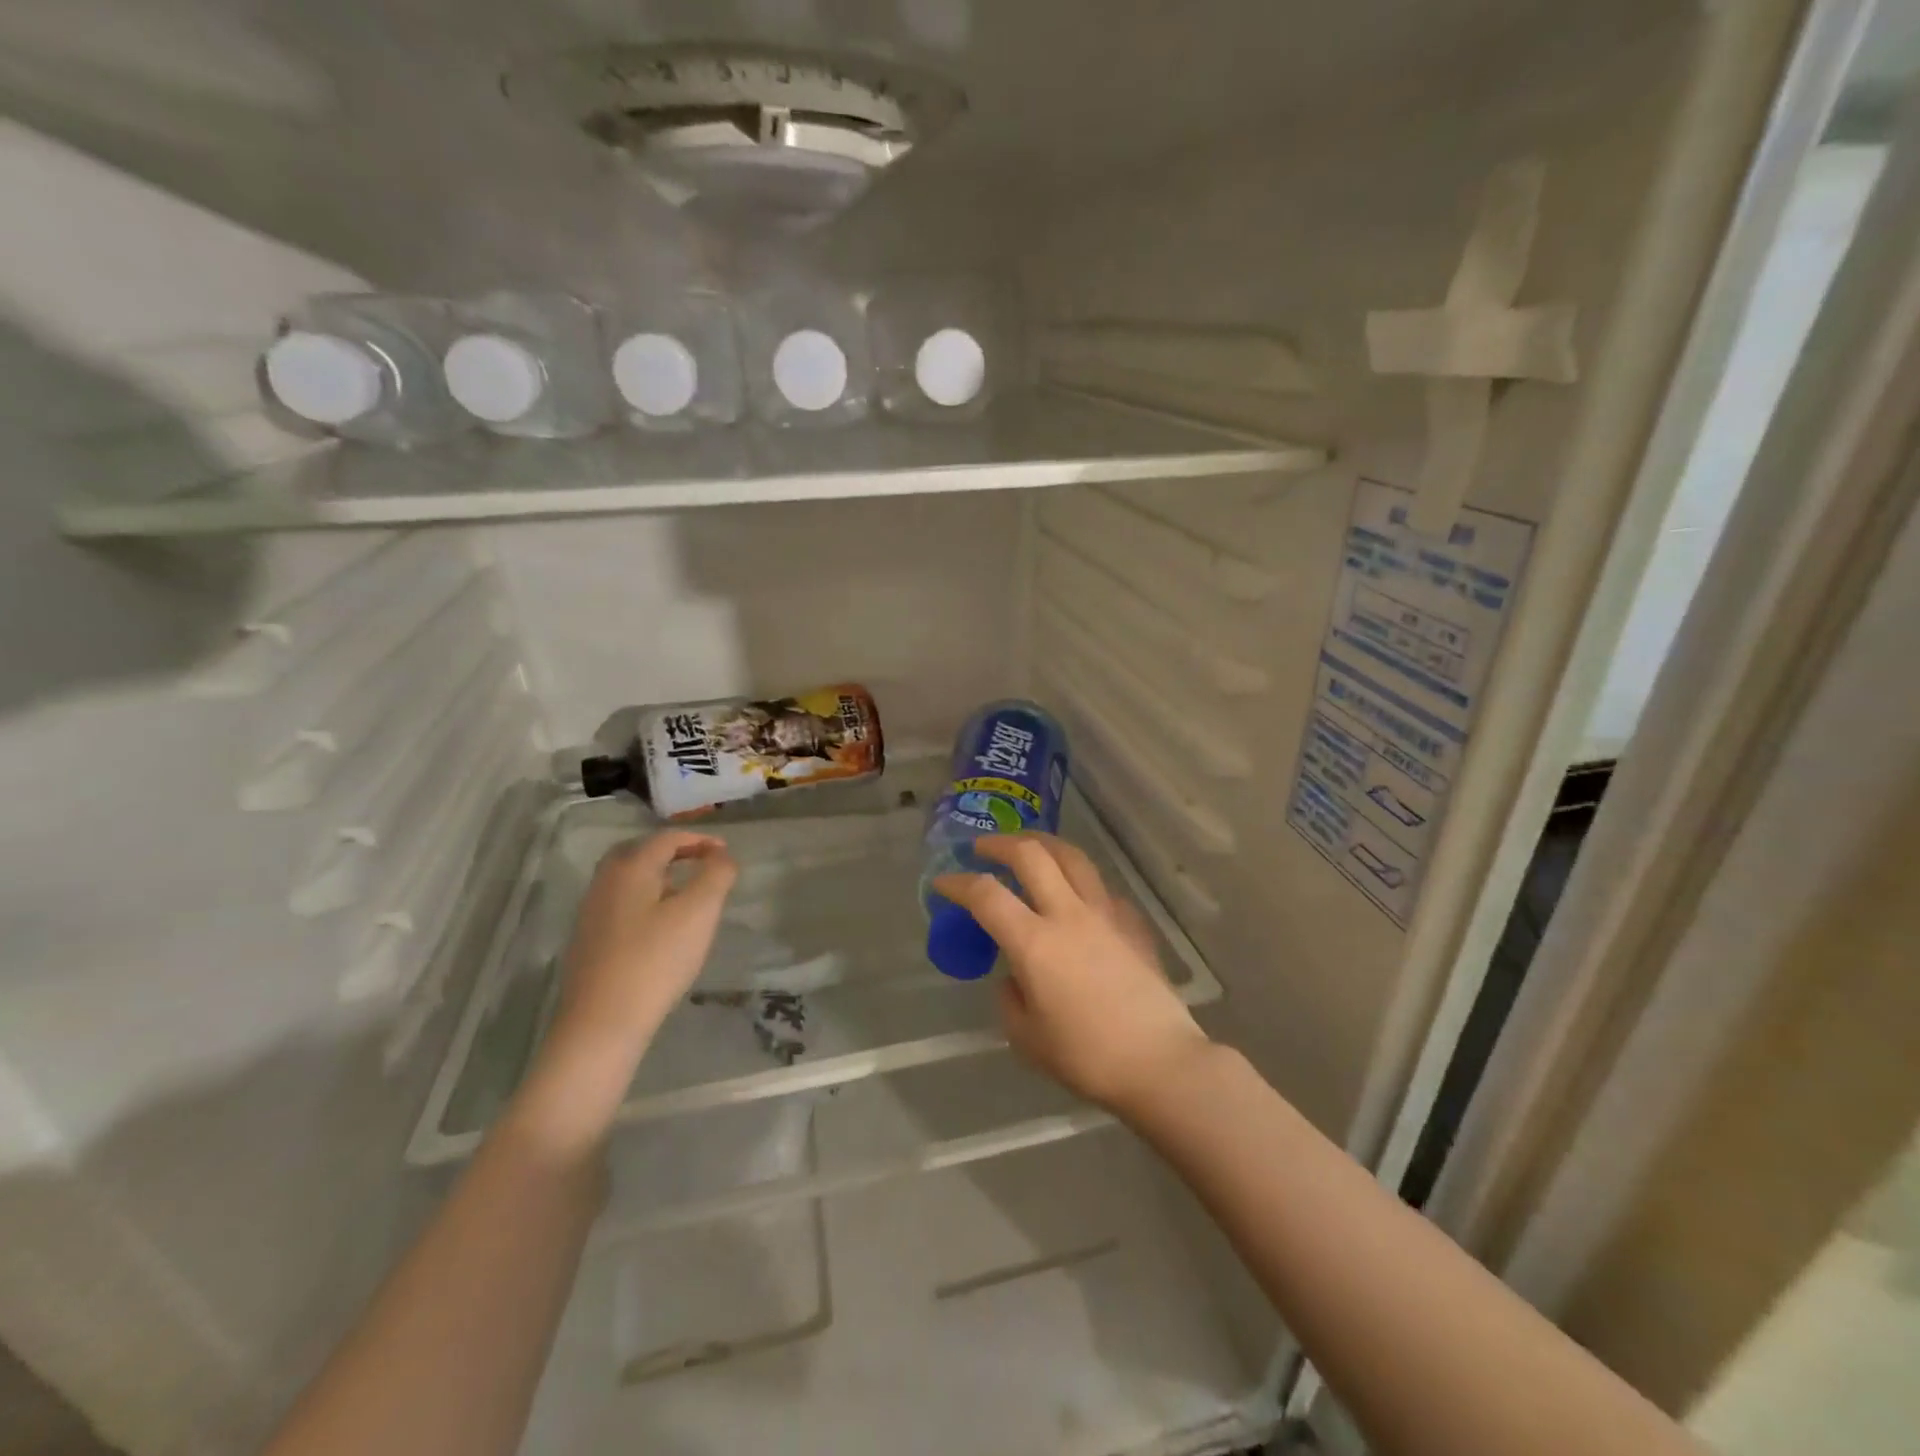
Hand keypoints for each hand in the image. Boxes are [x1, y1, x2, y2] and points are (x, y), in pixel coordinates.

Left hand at [552, 830, 737, 1056]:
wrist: (601, 1023)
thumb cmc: (655, 960)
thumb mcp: (699, 912)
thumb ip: (716, 875)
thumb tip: (722, 855)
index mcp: (631, 867)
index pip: (667, 838)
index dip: (699, 839)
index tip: (725, 853)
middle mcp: (605, 881)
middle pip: (640, 852)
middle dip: (674, 852)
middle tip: (702, 863)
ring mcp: (591, 911)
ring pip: (628, 877)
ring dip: (658, 875)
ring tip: (685, 891)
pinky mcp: (588, 939)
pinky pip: (621, 901)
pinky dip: (645, 897)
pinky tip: (659, 923)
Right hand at [932, 834, 1210, 1116]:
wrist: (1159, 1062)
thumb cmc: (1086, 1056)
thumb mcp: (1027, 1038)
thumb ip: (1010, 999)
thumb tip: (1015, 978)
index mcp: (1034, 942)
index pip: (986, 895)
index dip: (958, 883)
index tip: (943, 883)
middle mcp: (1068, 914)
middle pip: (1031, 855)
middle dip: (1000, 844)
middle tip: (983, 848)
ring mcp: (1105, 914)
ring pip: (1072, 857)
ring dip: (1044, 844)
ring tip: (1029, 847)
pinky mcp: (1133, 924)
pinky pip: (1102, 888)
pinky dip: (1081, 881)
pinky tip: (1078, 896)